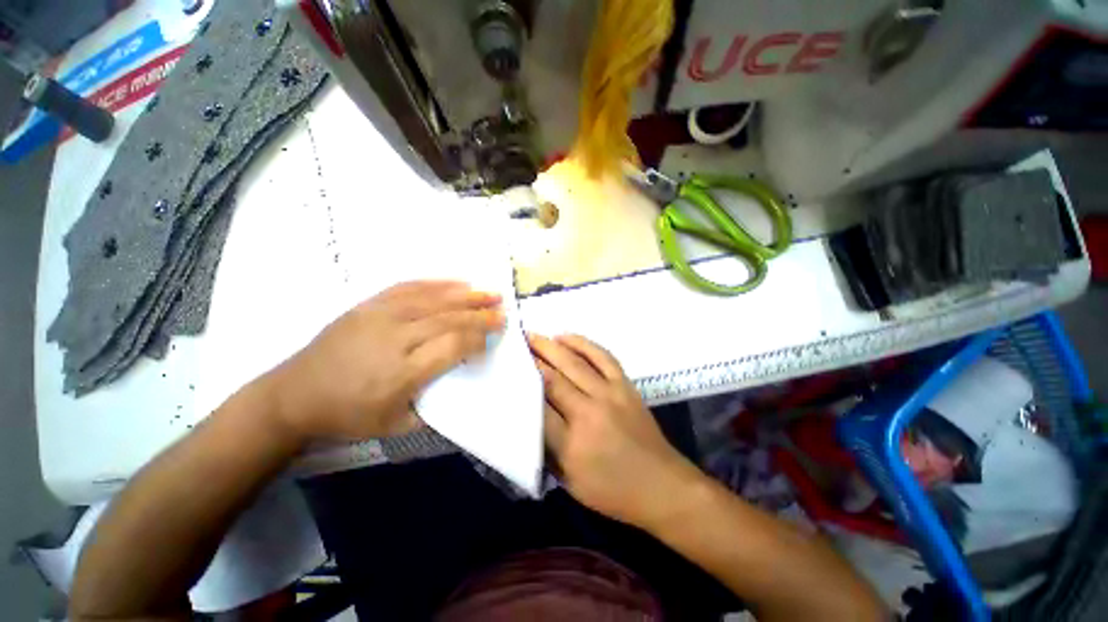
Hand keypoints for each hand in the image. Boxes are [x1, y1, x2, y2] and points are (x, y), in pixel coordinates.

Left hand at [269, 281, 504, 442]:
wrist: (294, 395)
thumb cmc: (349, 415)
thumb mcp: (397, 426)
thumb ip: (434, 405)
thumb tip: (462, 380)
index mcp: (403, 372)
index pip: (454, 344)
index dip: (479, 338)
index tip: (493, 337)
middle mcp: (395, 338)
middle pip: (449, 318)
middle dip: (481, 314)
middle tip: (503, 311)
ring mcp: (380, 316)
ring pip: (433, 299)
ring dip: (466, 295)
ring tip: (490, 292)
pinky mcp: (368, 305)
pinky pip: (409, 287)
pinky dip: (437, 283)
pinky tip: (457, 282)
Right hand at [529, 334, 704, 528]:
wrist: (662, 486)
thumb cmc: (613, 492)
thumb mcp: (571, 483)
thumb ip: (547, 451)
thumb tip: (530, 418)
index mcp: (571, 444)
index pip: (538, 407)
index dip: (522, 385)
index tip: (509, 369)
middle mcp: (588, 413)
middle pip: (553, 379)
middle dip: (532, 358)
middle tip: (517, 343)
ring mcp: (610, 395)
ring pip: (575, 363)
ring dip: (552, 346)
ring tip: (534, 335)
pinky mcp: (625, 386)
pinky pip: (603, 357)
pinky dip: (584, 344)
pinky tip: (567, 337)